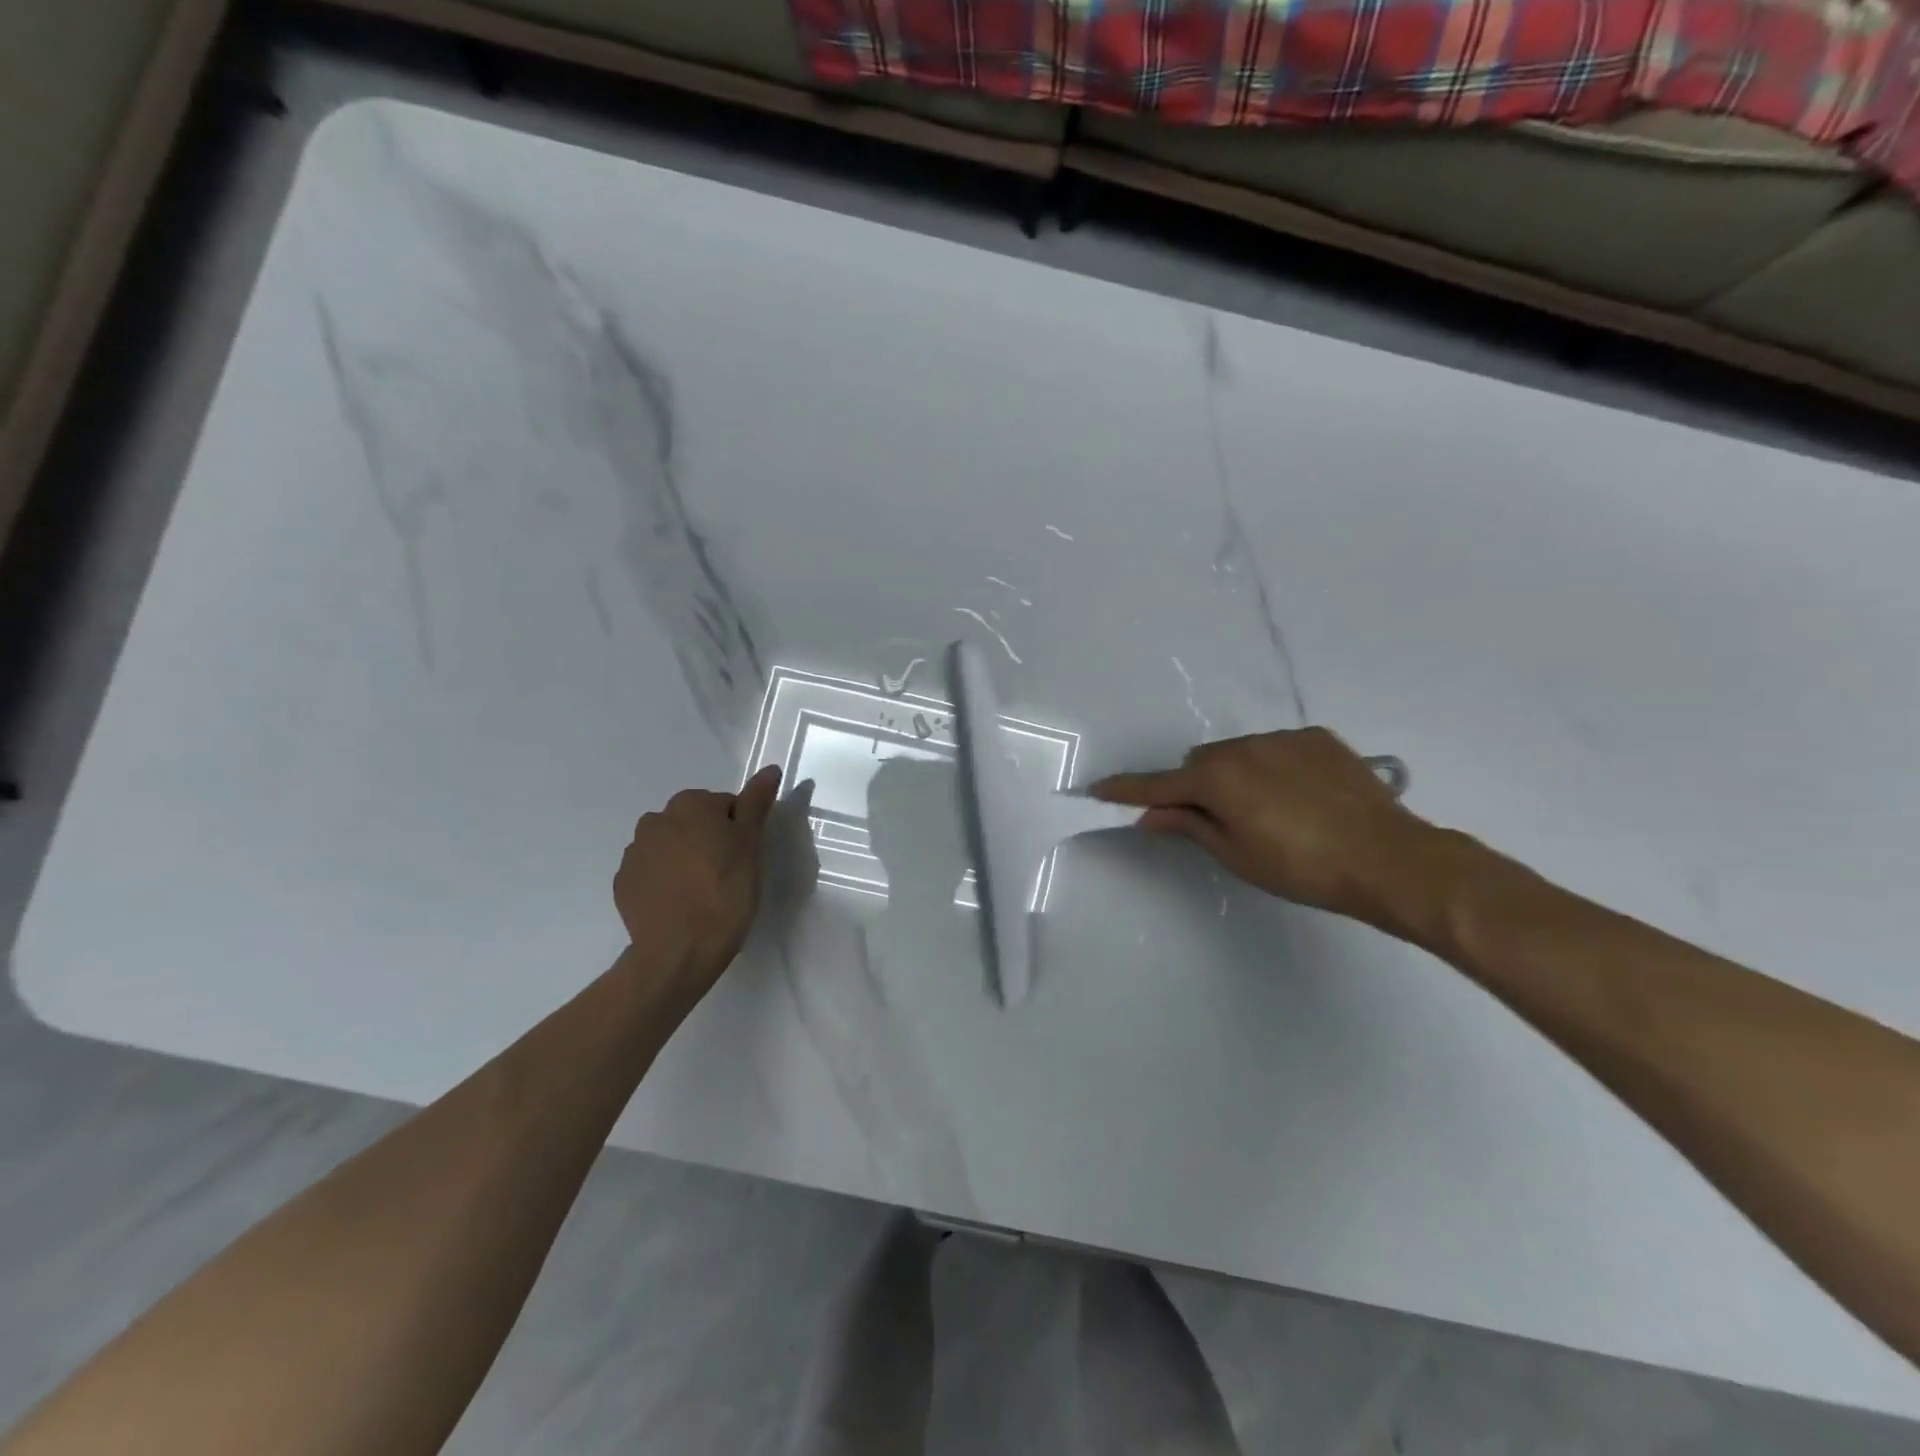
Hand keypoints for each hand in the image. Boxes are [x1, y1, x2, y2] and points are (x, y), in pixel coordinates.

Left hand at [613, 764, 782, 1001]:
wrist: (679, 951)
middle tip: (728, 874)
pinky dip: (665, 880)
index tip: (745, 858)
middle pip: (694, 822)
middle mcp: (656, 819)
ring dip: (685, 859)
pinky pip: (652, 872)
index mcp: (690, 804)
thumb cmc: (725, 892)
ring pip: (671, 846)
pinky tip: (680, 903)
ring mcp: (634, 852)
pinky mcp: (623, 883)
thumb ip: (757, 803)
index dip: (739, 831)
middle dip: (709, 840)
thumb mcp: (751, 845)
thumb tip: (769, 768)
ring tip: (702, 892)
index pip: (725, 806)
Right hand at [1093, 729, 1435, 926]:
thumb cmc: (1301, 867)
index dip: (1127, 789)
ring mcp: (1282, 738)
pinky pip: (1275, 748)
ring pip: (1237, 753)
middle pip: (1200, 764)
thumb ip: (1188, 826)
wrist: (1387, 858)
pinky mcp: (1316, 738)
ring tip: (1270, 811)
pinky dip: (1272, 767)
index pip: (1158, 785)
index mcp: (1217, 779)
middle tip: (1218, 822)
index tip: (1098, 789)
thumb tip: (1149, 814)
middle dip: (1197, 787)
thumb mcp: (1236, 854)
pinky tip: (1302, 797)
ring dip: (1236, 775)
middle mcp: (1242, 747)